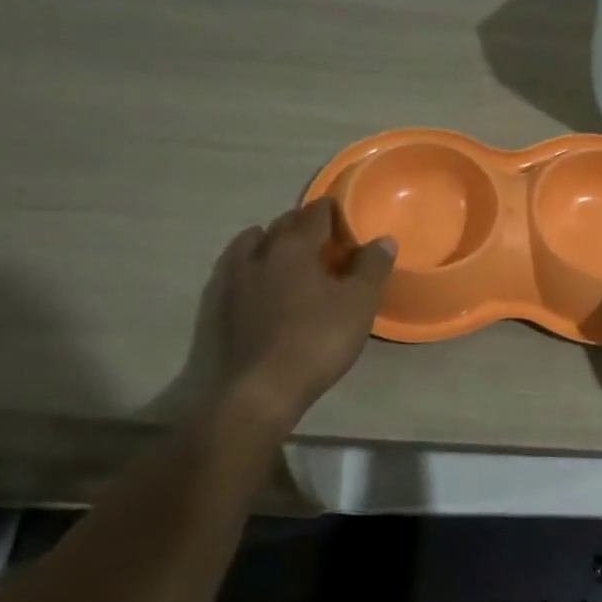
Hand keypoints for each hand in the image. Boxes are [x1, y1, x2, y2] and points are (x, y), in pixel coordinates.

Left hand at [210, 199, 396, 423]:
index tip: (345, 217)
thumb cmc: (315, 342)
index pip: (315, 214)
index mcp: (294, 246)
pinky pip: (234, 270)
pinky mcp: (217, 305)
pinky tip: (258, 283)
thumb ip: (372, 267)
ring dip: (270, 241)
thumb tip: (383, 239)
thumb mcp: (358, 305)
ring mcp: (232, 278)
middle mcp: (259, 253)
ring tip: (287, 256)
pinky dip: (249, 266)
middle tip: (324, 240)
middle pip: (282, 225)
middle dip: (302, 225)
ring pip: (251, 244)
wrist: (257, 391)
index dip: (332, 211)